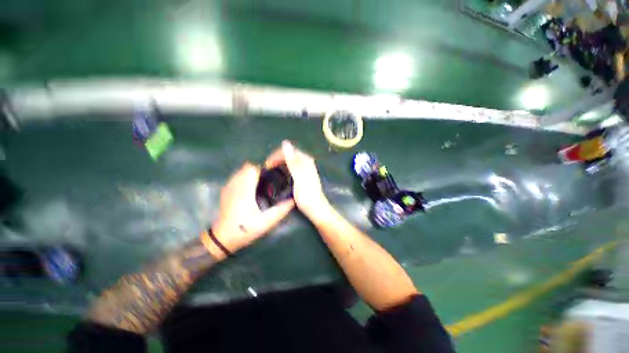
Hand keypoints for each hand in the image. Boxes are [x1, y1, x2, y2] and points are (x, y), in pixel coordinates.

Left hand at [209, 162, 294, 258]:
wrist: (223, 239)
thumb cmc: (245, 229)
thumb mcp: (267, 222)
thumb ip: (281, 210)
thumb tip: (293, 200)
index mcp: (245, 190)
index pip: (252, 169)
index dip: (263, 170)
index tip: (271, 177)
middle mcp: (235, 185)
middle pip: (247, 167)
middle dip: (258, 171)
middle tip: (267, 182)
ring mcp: (228, 187)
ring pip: (241, 171)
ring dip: (251, 174)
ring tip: (259, 185)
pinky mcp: (225, 192)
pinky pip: (236, 177)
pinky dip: (244, 178)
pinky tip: (249, 190)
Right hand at [265, 141, 329, 217]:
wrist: (315, 207)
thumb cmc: (307, 195)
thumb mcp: (299, 177)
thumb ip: (292, 161)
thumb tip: (285, 143)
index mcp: (305, 160)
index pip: (288, 151)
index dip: (276, 155)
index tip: (267, 164)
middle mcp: (306, 161)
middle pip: (288, 154)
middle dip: (277, 158)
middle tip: (267, 168)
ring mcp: (305, 167)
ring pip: (289, 160)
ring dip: (279, 163)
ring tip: (271, 170)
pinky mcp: (303, 174)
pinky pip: (291, 166)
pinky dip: (284, 167)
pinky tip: (280, 173)